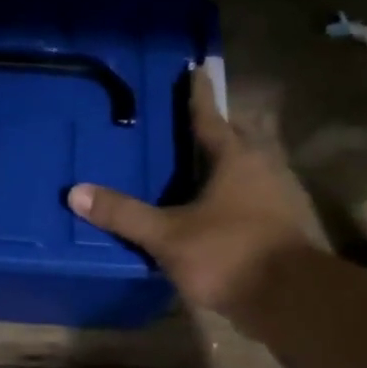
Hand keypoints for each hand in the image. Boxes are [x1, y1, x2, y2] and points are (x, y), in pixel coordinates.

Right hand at [68, 62, 326, 320]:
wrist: (290, 297)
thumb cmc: (228, 254)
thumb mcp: (167, 236)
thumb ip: (124, 214)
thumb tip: (76, 192)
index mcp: (235, 159)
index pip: (210, 117)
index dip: (199, 96)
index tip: (196, 70)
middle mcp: (264, 167)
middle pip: (240, 138)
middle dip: (220, 129)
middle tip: (196, 125)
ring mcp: (281, 196)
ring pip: (253, 167)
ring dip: (232, 163)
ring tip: (207, 167)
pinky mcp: (288, 225)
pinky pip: (259, 196)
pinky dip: (240, 195)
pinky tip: (225, 211)